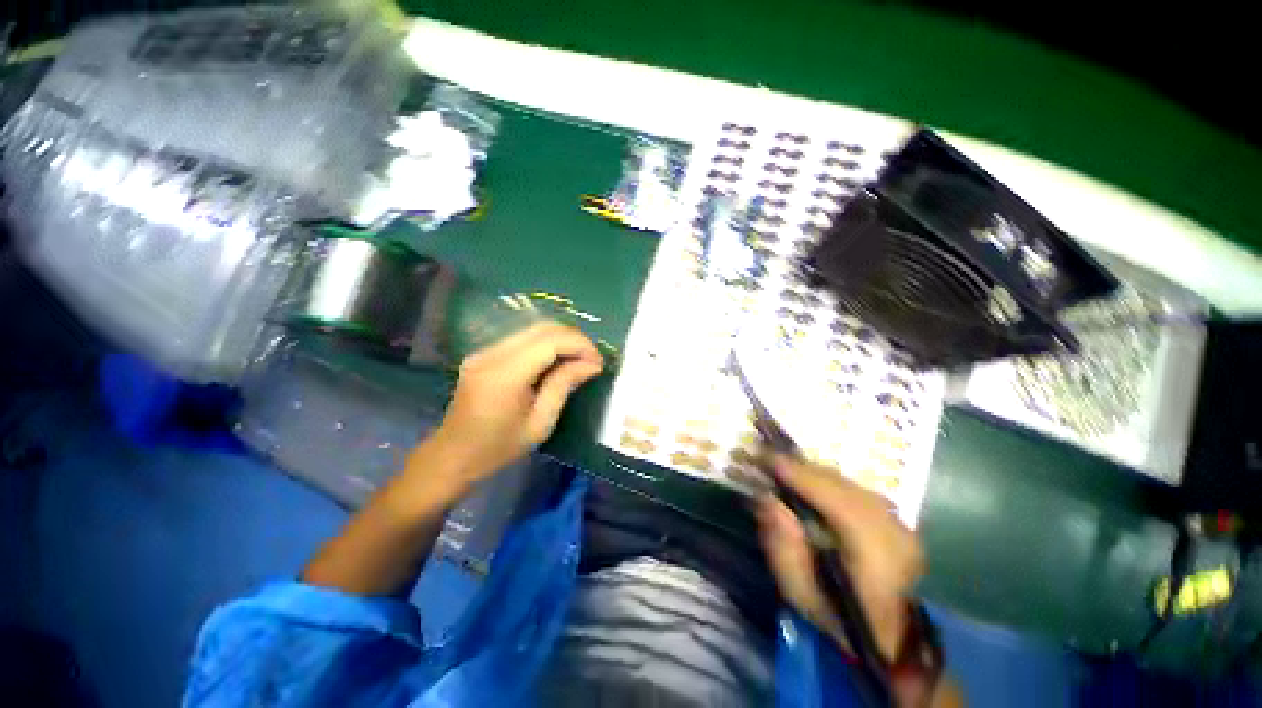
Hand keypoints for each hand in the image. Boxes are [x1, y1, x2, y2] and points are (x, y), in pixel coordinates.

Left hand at [421, 321, 603, 486]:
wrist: (452, 456)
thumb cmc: (499, 448)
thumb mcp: (540, 423)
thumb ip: (564, 385)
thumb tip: (592, 364)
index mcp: (505, 374)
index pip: (551, 341)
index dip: (580, 345)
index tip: (599, 362)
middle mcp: (492, 354)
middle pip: (543, 328)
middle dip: (574, 338)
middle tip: (592, 359)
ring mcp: (485, 350)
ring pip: (533, 329)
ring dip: (561, 339)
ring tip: (579, 359)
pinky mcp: (484, 353)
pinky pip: (523, 339)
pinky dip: (546, 344)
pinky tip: (557, 361)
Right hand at [755, 455, 923, 661]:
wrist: (892, 640)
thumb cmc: (839, 620)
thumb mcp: (800, 593)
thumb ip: (782, 545)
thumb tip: (767, 499)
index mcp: (875, 553)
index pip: (833, 498)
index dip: (797, 473)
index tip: (764, 456)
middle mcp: (893, 528)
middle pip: (839, 483)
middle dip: (800, 467)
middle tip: (766, 458)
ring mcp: (900, 522)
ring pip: (847, 482)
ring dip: (812, 473)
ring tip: (783, 468)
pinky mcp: (897, 519)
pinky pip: (854, 488)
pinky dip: (827, 482)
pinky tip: (809, 483)